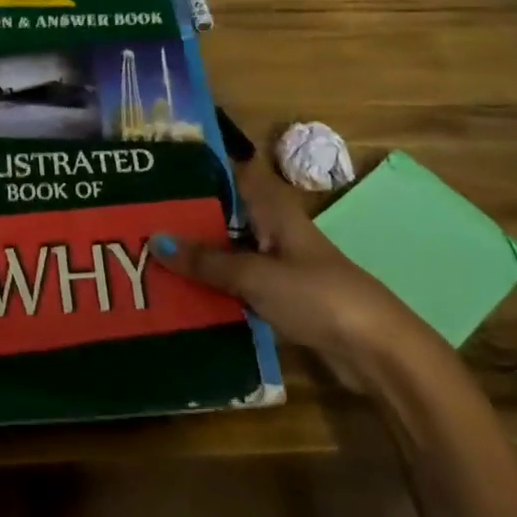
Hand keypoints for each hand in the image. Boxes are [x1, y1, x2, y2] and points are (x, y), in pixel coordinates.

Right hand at [150, 159, 434, 389]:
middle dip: (187, 215)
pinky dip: (213, 286)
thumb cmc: (317, 295)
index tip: (158, 165)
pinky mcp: (281, 298)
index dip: (200, 165)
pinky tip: (180, 292)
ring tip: (147, 252)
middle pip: (225, 214)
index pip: (232, 173)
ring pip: (228, 250)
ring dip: (198, 254)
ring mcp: (278, 264)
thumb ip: (206, 260)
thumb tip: (154, 240)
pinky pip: (237, 284)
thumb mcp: (255, 275)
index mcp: (272, 208)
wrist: (377, 351)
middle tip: (138, 213)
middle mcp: (273, 229)